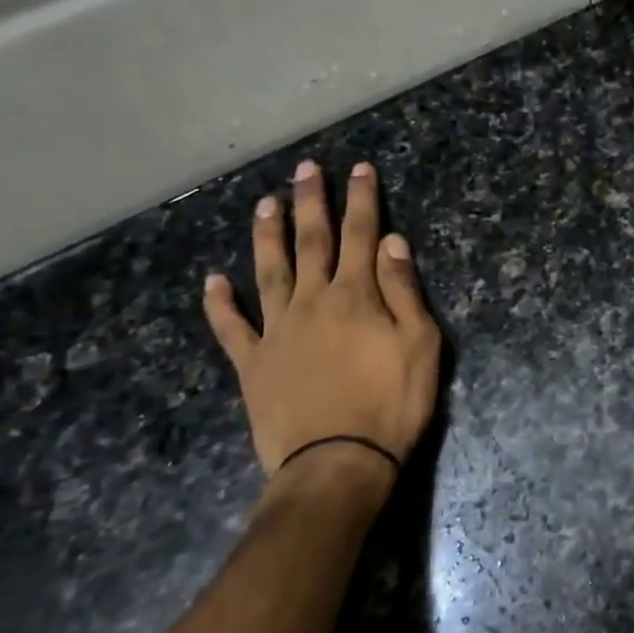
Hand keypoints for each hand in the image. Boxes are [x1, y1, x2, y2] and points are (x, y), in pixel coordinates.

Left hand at [203, 160, 441, 501]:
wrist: (338, 464)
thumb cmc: (391, 405)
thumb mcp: (420, 346)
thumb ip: (404, 291)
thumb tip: (392, 242)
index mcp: (356, 297)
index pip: (362, 236)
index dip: (362, 199)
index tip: (359, 168)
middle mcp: (313, 302)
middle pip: (312, 242)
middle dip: (312, 202)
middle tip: (306, 168)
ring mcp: (277, 331)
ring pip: (269, 271)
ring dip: (267, 235)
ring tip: (265, 203)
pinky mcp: (253, 363)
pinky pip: (231, 327)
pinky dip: (220, 303)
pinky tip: (213, 281)